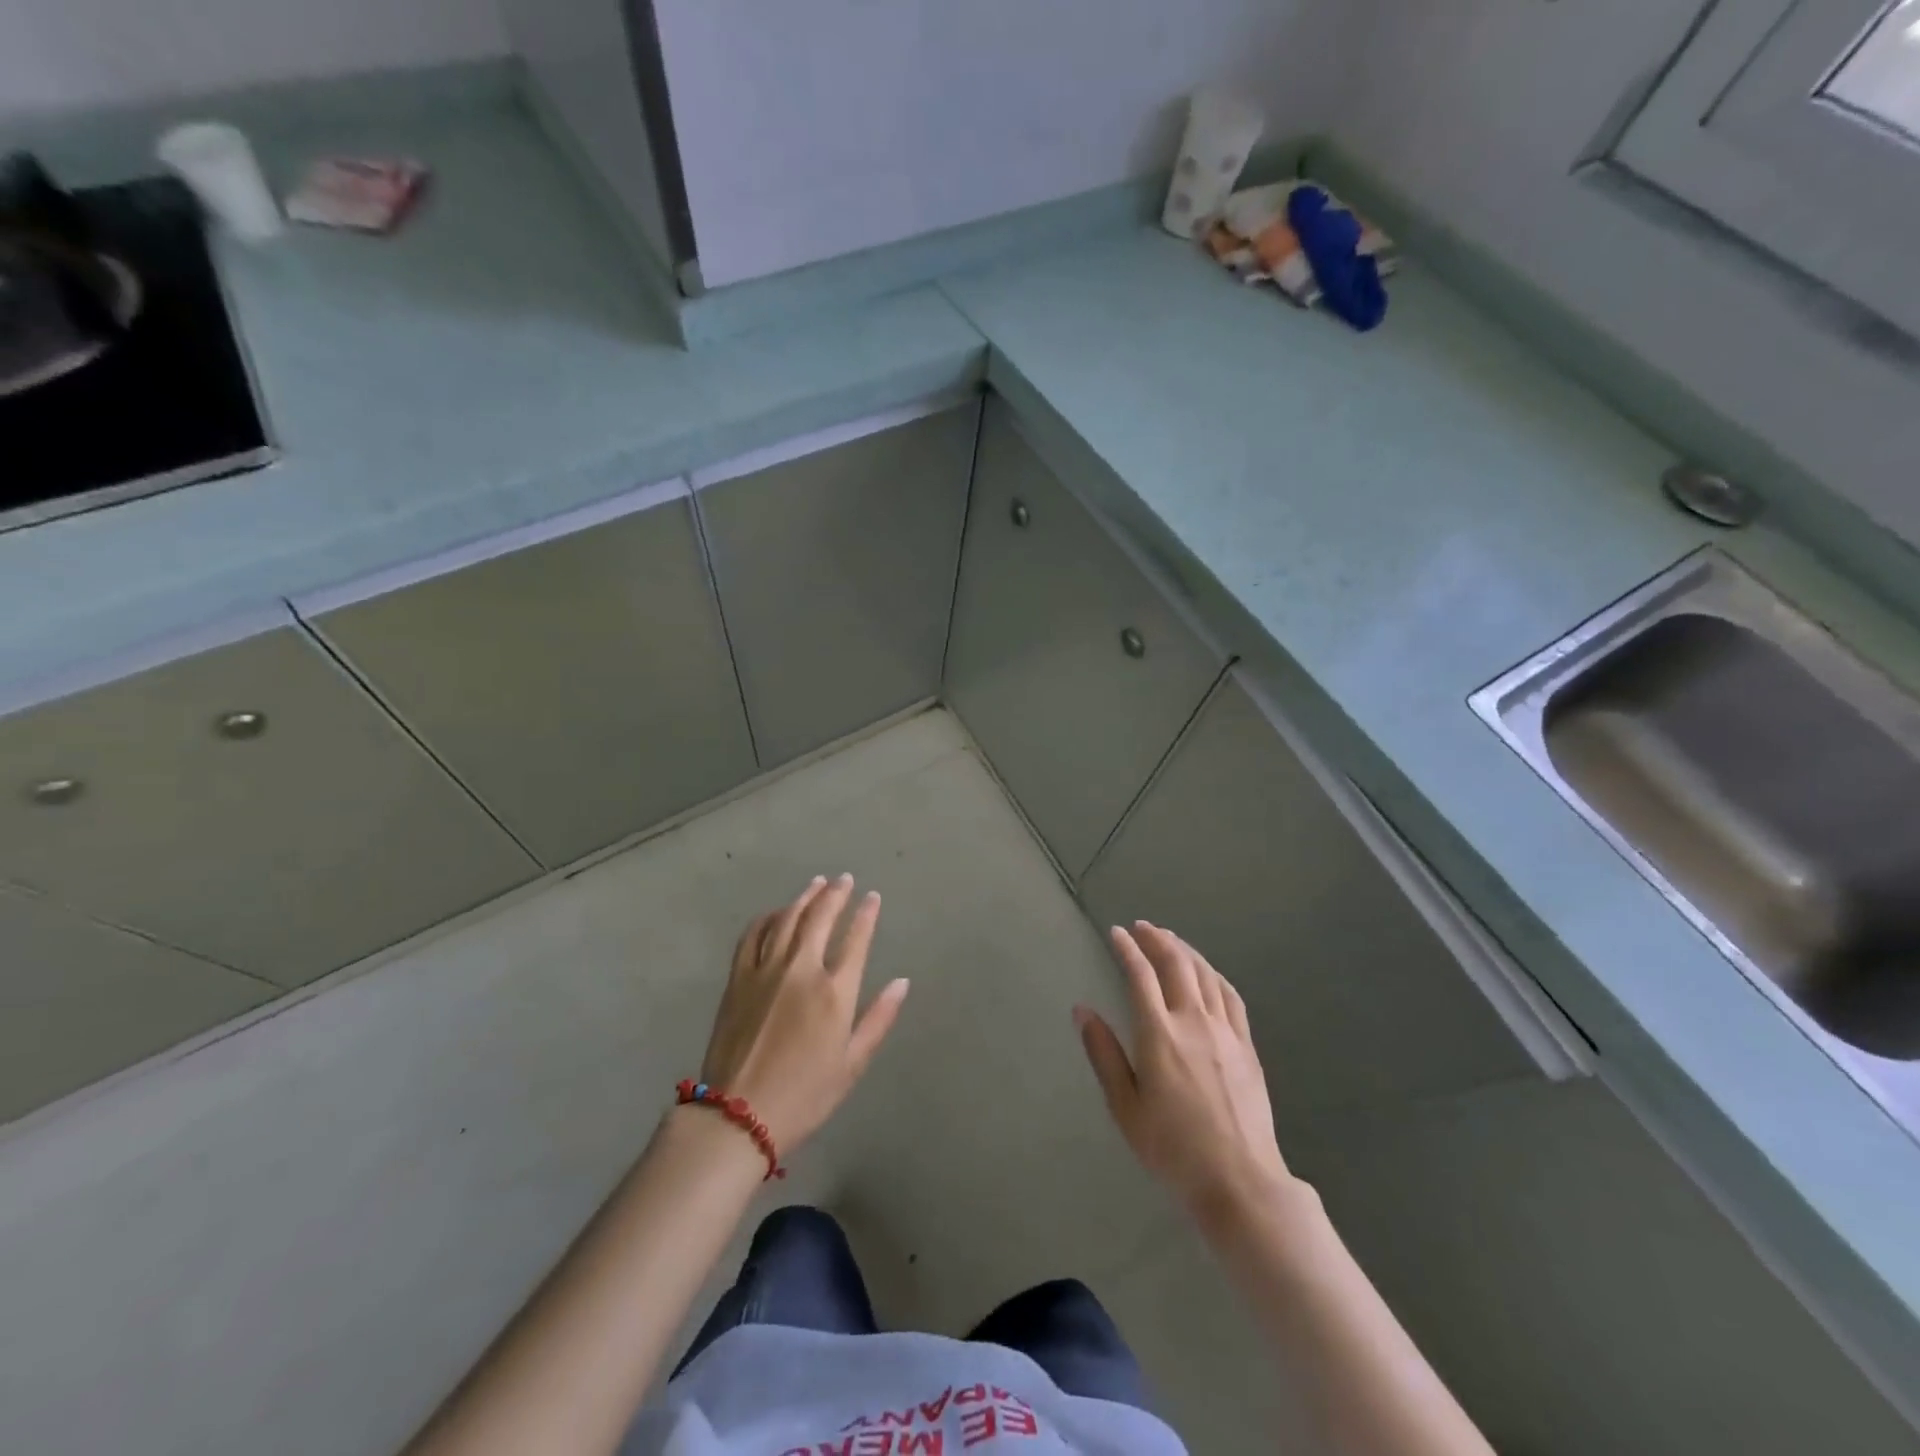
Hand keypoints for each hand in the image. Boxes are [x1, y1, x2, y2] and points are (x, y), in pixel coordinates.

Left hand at [698, 875, 909, 1155]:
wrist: (737, 1115)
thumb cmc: (804, 1095)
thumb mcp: (852, 1064)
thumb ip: (879, 1018)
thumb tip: (902, 982)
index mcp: (834, 992)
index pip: (856, 939)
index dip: (866, 914)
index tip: (873, 897)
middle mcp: (801, 970)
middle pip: (820, 918)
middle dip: (836, 894)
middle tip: (844, 879)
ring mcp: (765, 970)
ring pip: (787, 918)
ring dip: (804, 897)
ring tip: (817, 883)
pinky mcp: (738, 978)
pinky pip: (753, 935)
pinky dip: (767, 917)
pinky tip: (776, 912)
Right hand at [1077, 921, 1291, 1221]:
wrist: (1240, 1181)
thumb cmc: (1173, 1148)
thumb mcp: (1125, 1107)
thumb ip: (1103, 1054)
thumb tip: (1082, 1010)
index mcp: (1159, 1034)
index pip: (1140, 976)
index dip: (1127, 949)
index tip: (1116, 933)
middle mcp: (1193, 1021)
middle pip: (1176, 965)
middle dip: (1157, 939)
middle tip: (1142, 927)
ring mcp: (1225, 1031)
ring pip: (1205, 974)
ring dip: (1185, 950)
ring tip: (1170, 940)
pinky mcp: (1247, 1045)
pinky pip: (1231, 996)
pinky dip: (1214, 974)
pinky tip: (1207, 973)